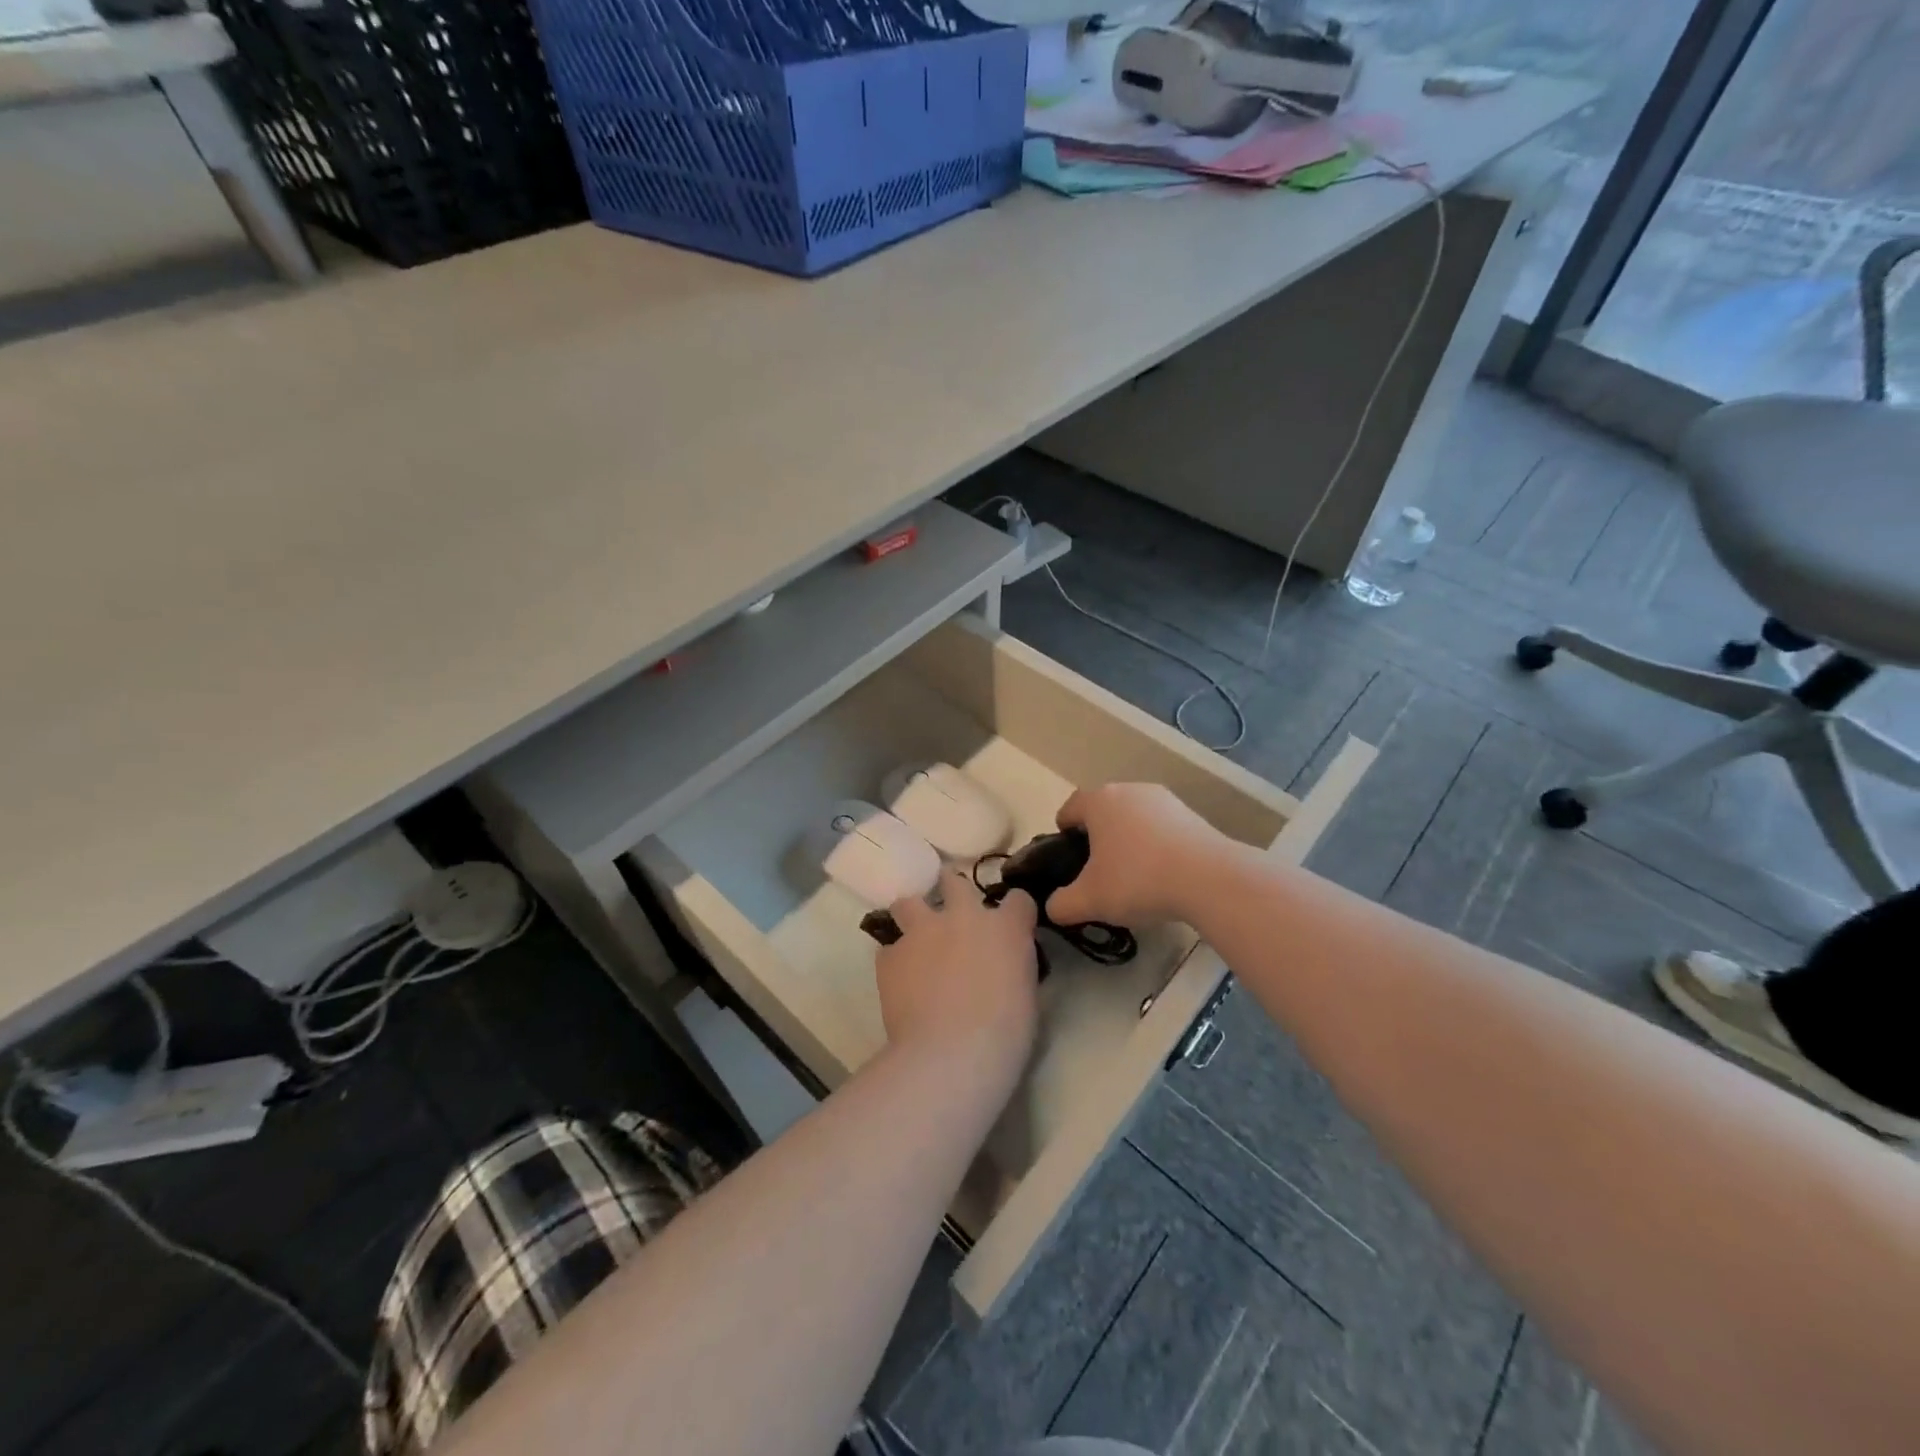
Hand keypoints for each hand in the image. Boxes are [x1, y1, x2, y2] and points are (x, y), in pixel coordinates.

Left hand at [876, 870, 1039, 1086]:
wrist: (952, 1053)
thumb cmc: (1004, 1033)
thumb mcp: (1026, 993)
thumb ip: (1013, 965)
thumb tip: (1001, 965)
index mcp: (1005, 927)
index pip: (1018, 899)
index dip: (1014, 912)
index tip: (1011, 927)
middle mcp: (962, 917)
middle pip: (955, 883)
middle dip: (954, 893)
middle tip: (954, 919)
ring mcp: (922, 931)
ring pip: (908, 903)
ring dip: (913, 917)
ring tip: (916, 940)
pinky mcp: (891, 955)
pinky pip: (889, 949)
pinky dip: (895, 961)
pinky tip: (900, 982)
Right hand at [1047, 783, 1229, 927]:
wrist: (1208, 878)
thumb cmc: (1138, 880)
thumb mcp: (1090, 900)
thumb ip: (1062, 905)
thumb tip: (1053, 907)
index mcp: (1098, 801)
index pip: (1070, 808)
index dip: (1063, 832)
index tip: (1067, 857)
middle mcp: (1128, 790)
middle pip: (1103, 811)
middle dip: (1097, 836)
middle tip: (1098, 870)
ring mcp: (1163, 799)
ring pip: (1134, 817)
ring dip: (1128, 839)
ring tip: (1133, 875)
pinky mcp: (1190, 814)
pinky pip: (1161, 827)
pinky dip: (1155, 845)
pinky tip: (1163, 874)